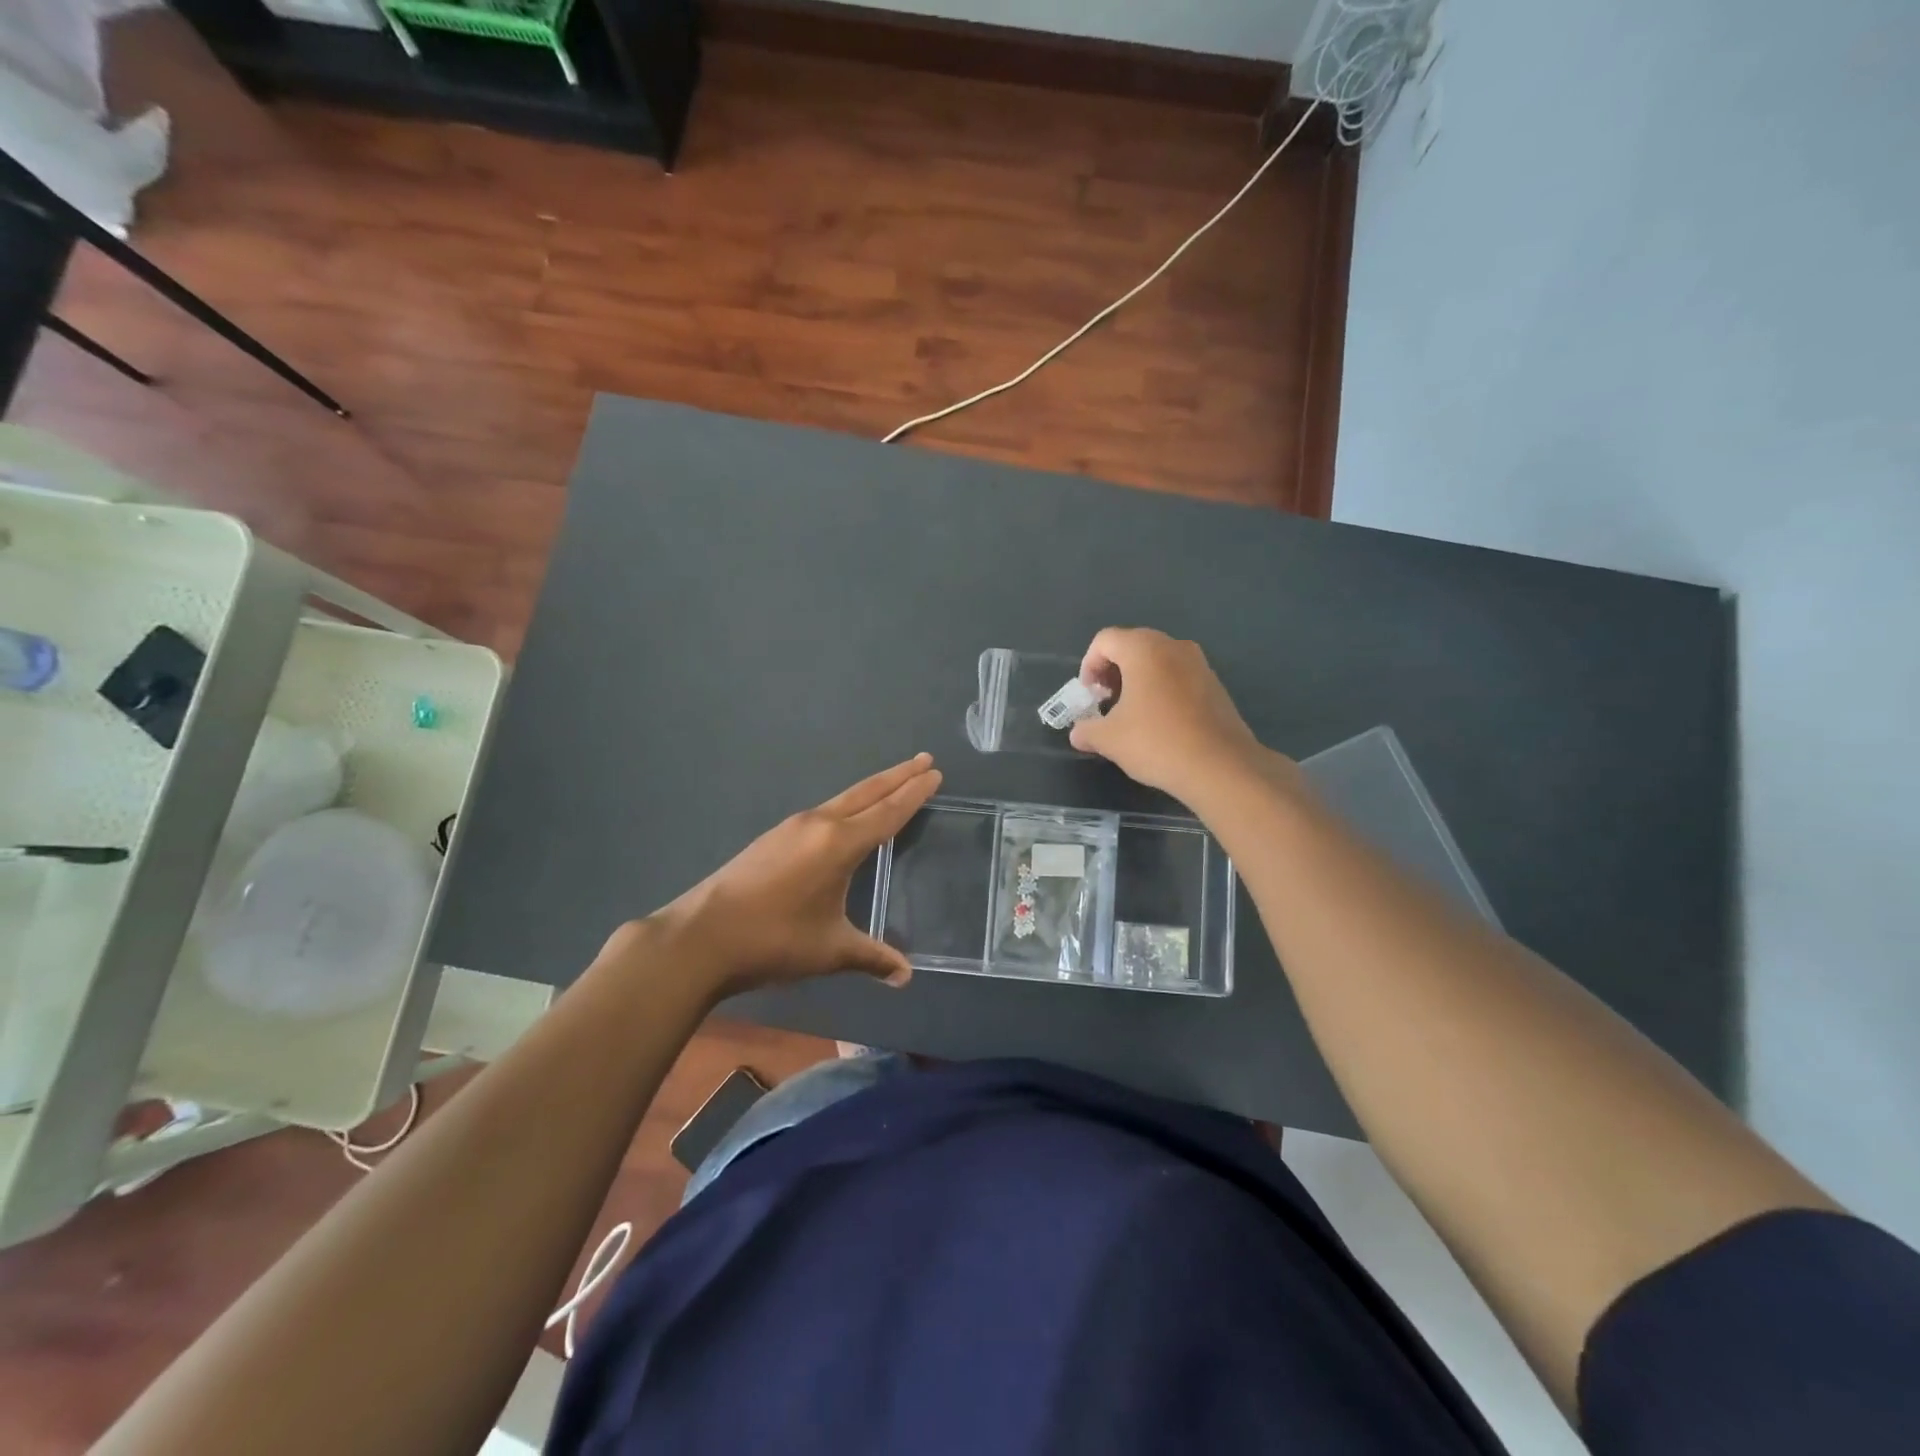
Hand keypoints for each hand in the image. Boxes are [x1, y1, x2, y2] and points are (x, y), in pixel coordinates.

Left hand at [644, 754, 941, 996]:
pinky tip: (847, 817)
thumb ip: (872, 957)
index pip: (888, 813)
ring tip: (894, 781)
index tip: (934, 773)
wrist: (702, 936)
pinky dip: (849, 804)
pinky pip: (825, 810)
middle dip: (898, 776)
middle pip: (867, 793)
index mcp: (839, 844)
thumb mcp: (830, 950)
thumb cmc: (774, 940)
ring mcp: (792, 827)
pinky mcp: (774, 837)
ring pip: (844, 799)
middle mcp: (819, 825)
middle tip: (924, 759)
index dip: (914, 794)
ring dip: (873, 788)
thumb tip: (906, 976)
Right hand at [1068, 628, 1278, 806]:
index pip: (1105, 640)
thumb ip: (1087, 730)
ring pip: (1157, 660)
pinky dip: (1162, 689)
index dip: (1088, 665)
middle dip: (1113, 671)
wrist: (1220, 766)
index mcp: (1144, 649)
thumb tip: (1078, 733)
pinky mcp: (1215, 684)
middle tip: (1106, 702)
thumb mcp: (1109, 739)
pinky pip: (1178, 676)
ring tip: (1131, 713)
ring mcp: (1199, 663)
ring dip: (1138, 680)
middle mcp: (1173, 646)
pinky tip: (1159, 722)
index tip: (1089, 696)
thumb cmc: (1156, 742)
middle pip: (1132, 645)